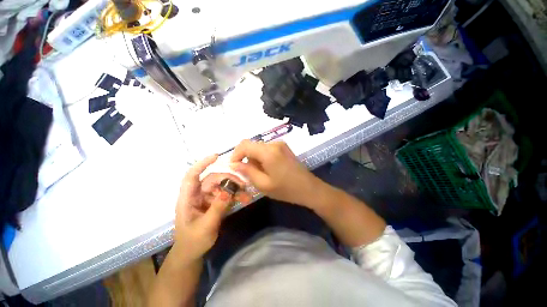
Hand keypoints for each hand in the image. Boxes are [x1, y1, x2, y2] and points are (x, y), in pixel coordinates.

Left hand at [174, 155, 248, 260]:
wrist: (192, 254)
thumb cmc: (193, 242)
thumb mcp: (205, 226)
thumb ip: (217, 208)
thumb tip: (229, 190)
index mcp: (188, 199)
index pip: (192, 176)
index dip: (202, 164)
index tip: (216, 156)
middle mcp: (197, 195)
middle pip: (213, 179)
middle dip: (228, 180)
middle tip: (243, 184)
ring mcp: (207, 199)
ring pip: (222, 186)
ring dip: (235, 189)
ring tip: (246, 195)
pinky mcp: (215, 203)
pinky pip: (226, 195)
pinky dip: (235, 196)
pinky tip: (244, 199)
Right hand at [229, 140, 320, 206]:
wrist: (309, 188)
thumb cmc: (286, 189)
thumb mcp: (263, 184)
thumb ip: (247, 171)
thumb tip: (234, 164)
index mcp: (268, 151)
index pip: (244, 144)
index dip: (236, 154)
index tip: (234, 167)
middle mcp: (274, 143)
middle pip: (252, 146)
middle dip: (246, 158)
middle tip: (248, 174)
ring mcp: (280, 144)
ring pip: (259, 148)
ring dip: (255, 159)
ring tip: (260, 174)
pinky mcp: (284, 148)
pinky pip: (267, 149)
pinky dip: (262, 158)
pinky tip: (268, 169)